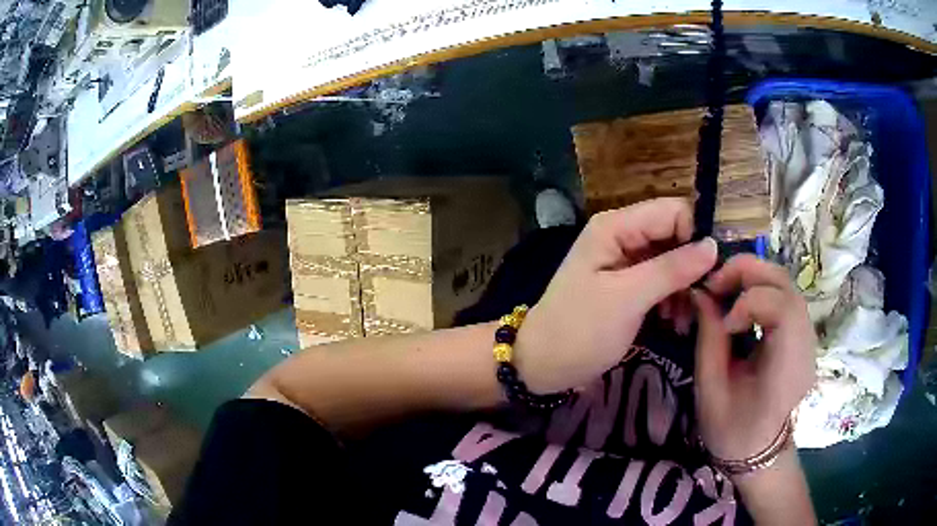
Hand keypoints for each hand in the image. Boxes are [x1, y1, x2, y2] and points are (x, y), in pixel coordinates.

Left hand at [514, 198, 717, 393]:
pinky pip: (662, 280)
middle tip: (704, 300)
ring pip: (672, 259)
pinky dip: (672, 298)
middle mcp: (622, 235)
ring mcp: (625, 261)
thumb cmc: (579, 331)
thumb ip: (671, 269)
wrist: (542, 365)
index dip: (696, 235)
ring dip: (685, 287)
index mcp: (616, 227)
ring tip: (684, 318)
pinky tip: (674, 321)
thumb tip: (713, 245)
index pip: (673, 211)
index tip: (714, 271)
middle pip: (675, 234)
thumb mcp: (627, 299)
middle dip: (693, 265)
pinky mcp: (628, 285)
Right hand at [692, 254, 816, 464]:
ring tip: (725, 289)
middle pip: (787, 286)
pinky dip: (760, 288)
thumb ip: (709, 338)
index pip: (783, 310)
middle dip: (748, 273)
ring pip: (786, 285)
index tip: (723, 322)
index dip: (750, 302)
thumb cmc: (731, 429)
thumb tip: (701, 293)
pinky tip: (742, 302)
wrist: (758, 448)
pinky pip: (784, 295)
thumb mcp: (710, 389)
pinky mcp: (803, 333)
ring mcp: (808, 338)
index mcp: (787, 371)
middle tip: (716, 283)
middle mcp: (806, 347)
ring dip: (753, 277)